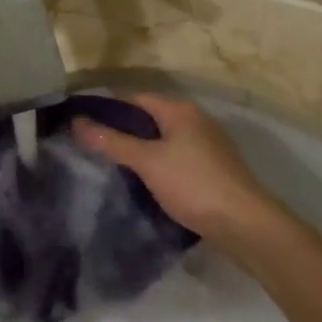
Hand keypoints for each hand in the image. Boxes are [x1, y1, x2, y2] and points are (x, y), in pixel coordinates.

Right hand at [72, 92, 291, 250]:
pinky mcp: (211, 168)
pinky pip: (174, 158)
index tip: (79, 123)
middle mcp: (194, 120)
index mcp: (180, 110)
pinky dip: (155, 164)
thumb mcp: (148, 161)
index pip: (134, 98)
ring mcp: (206, 145)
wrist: (244, 223)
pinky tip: (141, 182)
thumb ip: (112, 142)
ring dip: (138, 149)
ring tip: (109, 165)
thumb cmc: (193, 184)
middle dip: (121, 130)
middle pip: (148, 118)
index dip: (106, 108)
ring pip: (162, 140)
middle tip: (89, 147)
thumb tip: (77, 122)